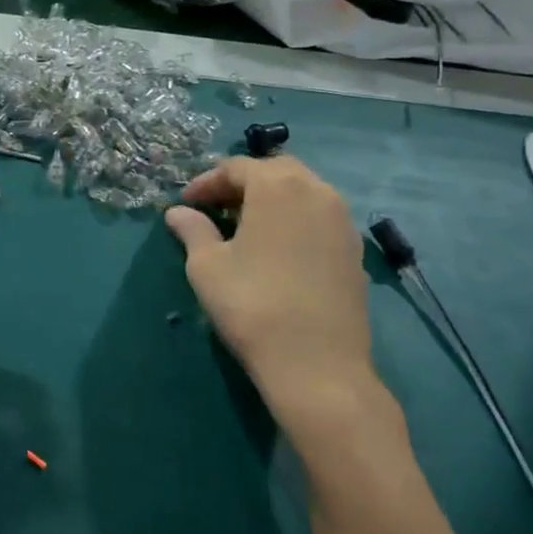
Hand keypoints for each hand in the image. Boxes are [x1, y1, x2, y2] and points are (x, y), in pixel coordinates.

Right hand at [165, 157, 383, 439]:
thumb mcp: (206, 265)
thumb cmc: (252, 304)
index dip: (206, 182)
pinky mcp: (354, 251)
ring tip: (244, 227)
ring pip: (302, 192)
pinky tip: (275, 249)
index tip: (185, 204)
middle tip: (215, 208)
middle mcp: (317, 192)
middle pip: (275, 171)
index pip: (236, 168)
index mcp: (278, 186)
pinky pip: (319, 217)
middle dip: (242, 184)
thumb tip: (178, 213)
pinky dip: (294, 220)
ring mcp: (343, 221)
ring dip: (271, 200)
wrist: (317, 365)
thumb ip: (192, 230)